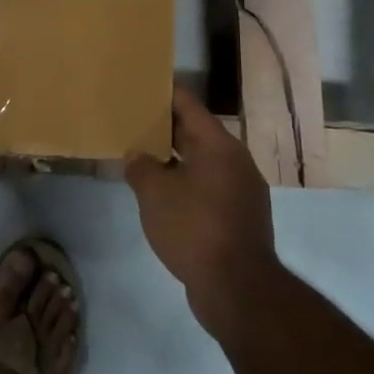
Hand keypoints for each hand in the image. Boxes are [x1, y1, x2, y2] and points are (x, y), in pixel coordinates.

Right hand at [125, 88, 277, 339]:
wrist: (237, 289)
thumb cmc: (194, 227)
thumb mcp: (154, 192)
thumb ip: (140, 166)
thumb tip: (138, 156)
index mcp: (219, 146)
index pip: (189, 105)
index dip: (164, 93)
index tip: (141, 84)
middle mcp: (235, 162)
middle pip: (196, 133)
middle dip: (164, 127)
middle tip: (132, 120)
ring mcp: (241, 192)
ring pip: (201, 162)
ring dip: (173, 158)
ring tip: (140, 155)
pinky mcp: (238, 218)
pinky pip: (206, 187)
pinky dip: (184, 182)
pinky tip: (159, 193)